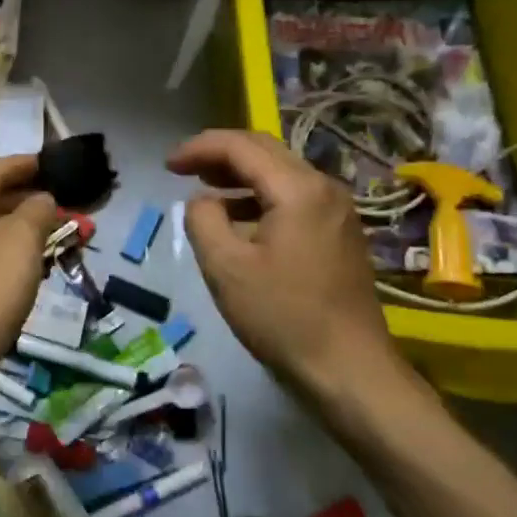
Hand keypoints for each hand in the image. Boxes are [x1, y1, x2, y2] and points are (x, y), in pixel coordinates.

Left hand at [0, 154, 58, 369]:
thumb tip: (42, 199)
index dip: (23, 164)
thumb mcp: (20, 240)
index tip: (52, 162)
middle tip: (61, 200)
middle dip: (25, 198)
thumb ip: (36, 211)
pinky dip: (13, 255)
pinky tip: (33, 268)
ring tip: (55, 231)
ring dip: (21, 228)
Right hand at [168, 129, 407, 402]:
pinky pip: (293, 196)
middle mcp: (323, 187)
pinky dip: (260, 195)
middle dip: (219, 153)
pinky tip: (239, 218)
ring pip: (280, 172)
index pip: (240, 147)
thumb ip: (203, 219)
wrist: (349, 370)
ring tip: (204, 188)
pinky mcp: (339, 232)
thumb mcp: (225, 267)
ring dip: (239, 173)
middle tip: (182, 168)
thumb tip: (203, 200)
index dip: (199, 148)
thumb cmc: (282, 317)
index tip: (167, 165)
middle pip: (264, 150)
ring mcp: (336, 210)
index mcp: (297, 189)